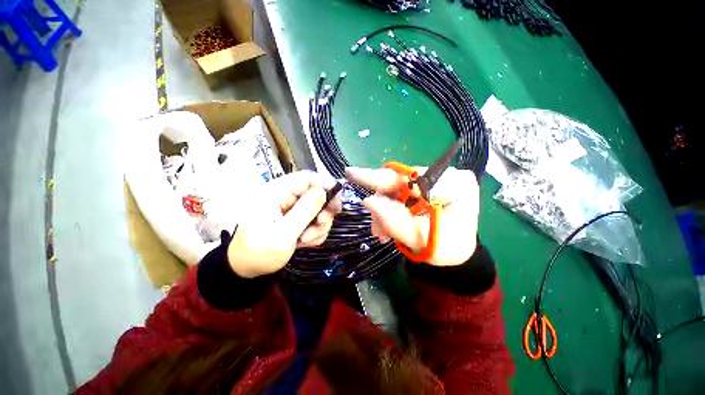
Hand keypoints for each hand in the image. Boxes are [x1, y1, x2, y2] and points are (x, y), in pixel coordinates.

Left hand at [227, 171, 336, 277]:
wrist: (246, 269)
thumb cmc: (259, 253)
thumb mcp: (283, 235)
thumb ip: (304, 211)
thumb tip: (323, 191)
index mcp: (276, 193)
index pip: (306, 178)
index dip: (325, 186)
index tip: (338, 202)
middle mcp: (285, 196)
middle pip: (316, 194)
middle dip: (323, 212)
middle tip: (321, 226)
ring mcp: (291, 208)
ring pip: (317, 208)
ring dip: (318, 225)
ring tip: (306, 241)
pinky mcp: (295, 217)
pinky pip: (314, 219)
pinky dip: (314, 231)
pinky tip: (304, 242)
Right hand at [346, 166, 479, 266]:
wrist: (456, 254)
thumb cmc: (448, 249)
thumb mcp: (422, 239)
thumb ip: (395, 221)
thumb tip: (368, 201)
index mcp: (454, 183)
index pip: (410, 175)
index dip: (380, 178)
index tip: (352, 174)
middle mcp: (443, 176)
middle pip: (399, 182)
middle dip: (382, 204)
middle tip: (376, 229)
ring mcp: (432, 181)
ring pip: (395, 190)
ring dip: (384, 212)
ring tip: (383, 234)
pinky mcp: (423, 188)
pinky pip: (398, 195)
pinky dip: (389, 211)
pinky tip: (388, 228)